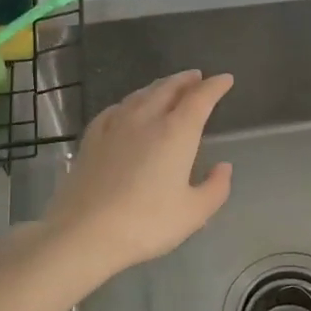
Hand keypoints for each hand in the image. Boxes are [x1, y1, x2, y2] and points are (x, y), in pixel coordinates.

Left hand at [41, 70, 234, 277]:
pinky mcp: (92, 138)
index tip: (225, 79)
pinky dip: (130, 102)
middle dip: (186, 80)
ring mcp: (115, 126)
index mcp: (176, 132)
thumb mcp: (194, 213)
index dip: (215, 86)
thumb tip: (223, 167)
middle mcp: (146, 119)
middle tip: (197, 77)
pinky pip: (116, 109)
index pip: (200, 98)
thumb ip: (215, 188)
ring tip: (168, 87)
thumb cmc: (146, 223)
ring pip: (141, 94)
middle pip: (168, 88)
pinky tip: (127, 108)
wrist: (84, 233)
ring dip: (159, 86)